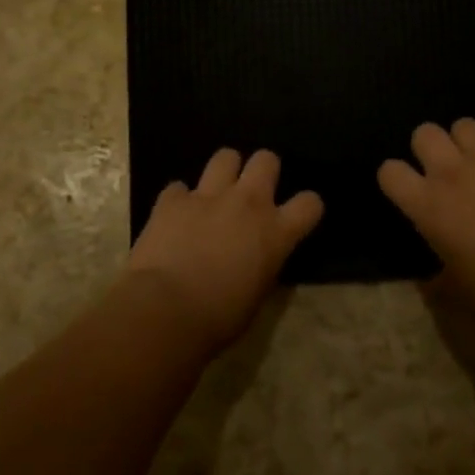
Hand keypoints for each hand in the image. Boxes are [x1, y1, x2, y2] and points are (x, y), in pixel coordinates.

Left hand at [127, 149, 322, 352]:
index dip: (306, 207)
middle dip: (262, 170)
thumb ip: (261, 265)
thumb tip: (255, 260)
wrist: (165, 310)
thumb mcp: (256, 295)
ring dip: (224, 171)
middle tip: (252, 193)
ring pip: (225, 156)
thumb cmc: (218, 318)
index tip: (297, 217)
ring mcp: (207, 196)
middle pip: (266, 160)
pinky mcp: (172, 200)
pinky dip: (179, 200)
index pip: (310, 203)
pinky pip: (179, 187)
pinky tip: (175, 217)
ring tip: (216, 192)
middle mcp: (247, 203)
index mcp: (275, 232)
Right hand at [378, 119, 474, 313]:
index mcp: (427, 204)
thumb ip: (437, 278)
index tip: (408, 189)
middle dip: (431, 146)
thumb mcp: (456, 290)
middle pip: (425, 133)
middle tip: (445, 168)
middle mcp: (452, 172)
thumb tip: (430, 280)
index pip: (389, 171)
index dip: (396, 177)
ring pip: (466, 125)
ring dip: (470, 142)